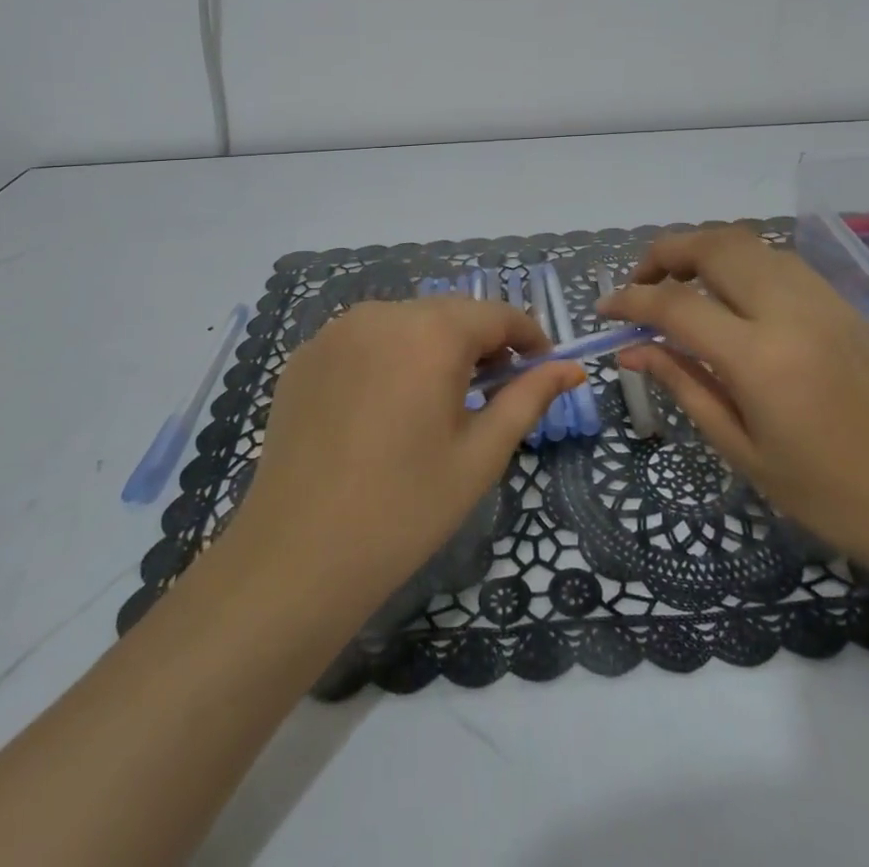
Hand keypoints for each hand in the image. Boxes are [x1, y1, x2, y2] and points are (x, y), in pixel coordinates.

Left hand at [223, 298, 582, 614]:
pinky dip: (389, 358)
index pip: (497, 314)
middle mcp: (382, 314)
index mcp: (431, 332)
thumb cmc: (405, 508)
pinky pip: (364, 340)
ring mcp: (336, 331)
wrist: (296, 556)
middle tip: (495, 390)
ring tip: (439, 400)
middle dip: (481, 342)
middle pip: (450, 313)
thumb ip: (529, 398)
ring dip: (433, 347)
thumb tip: (573, 369)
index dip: (528, 336)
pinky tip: (384, 408)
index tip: (543, 367)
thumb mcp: (481, 454)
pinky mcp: (305, 356)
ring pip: (406, 323)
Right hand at [597, 226, 868, 557]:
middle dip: (665, 252)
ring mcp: (822, 300)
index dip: (631, 300)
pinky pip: (778, 261)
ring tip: (680, 284)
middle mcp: (790, 312)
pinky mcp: (842, 302)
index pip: (676, 305)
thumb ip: (681, 383)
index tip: (606, 309)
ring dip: (703, 250)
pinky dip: (740, 263)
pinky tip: (730, 296)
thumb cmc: (822, 492)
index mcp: (760, 359)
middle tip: (641, 283)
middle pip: (714, 246)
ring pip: (748, 243)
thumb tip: (630, 348)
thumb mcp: (739, 447)